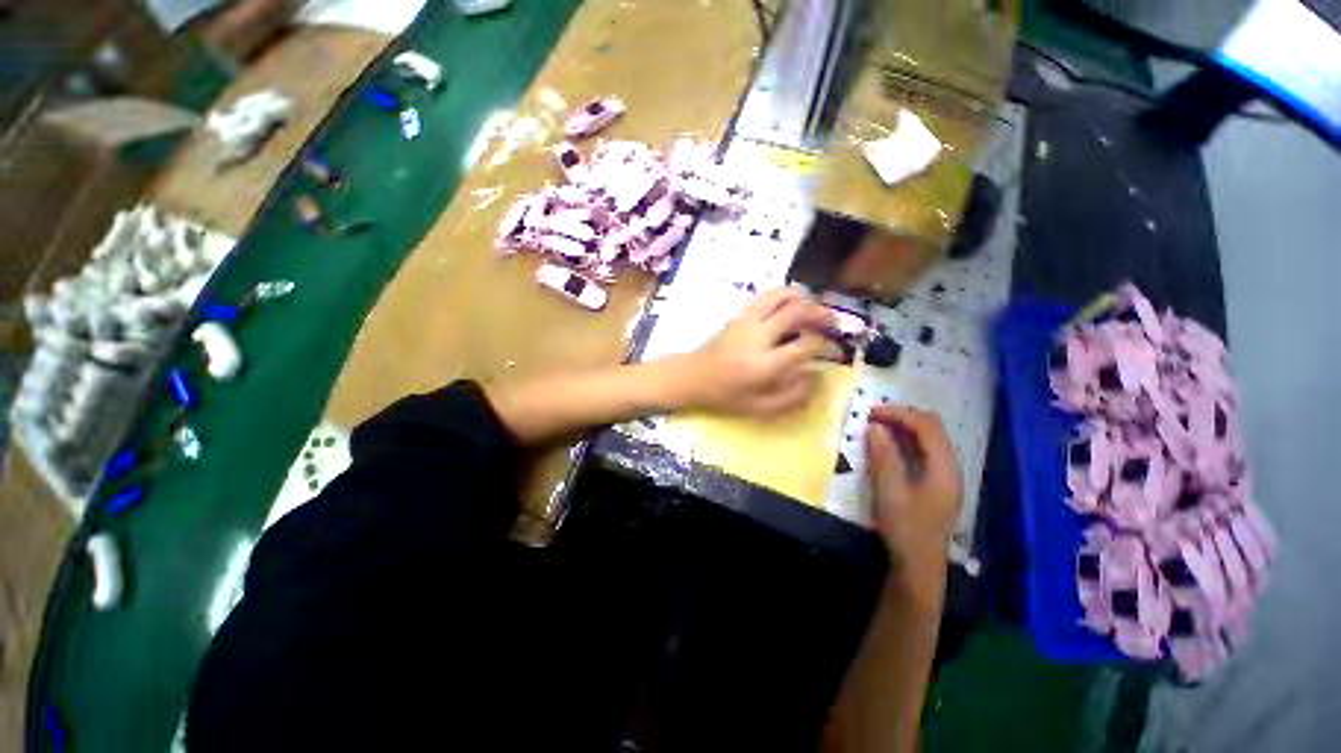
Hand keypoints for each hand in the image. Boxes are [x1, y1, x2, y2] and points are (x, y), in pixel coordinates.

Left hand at [675, 288, 842, 417]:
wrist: (693, 377)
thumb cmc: (725, 396)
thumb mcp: (760, 408)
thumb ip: (792, 396)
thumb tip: (817, 376)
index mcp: (765, 364)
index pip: (807, 345)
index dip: (828, 346)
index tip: (837, 352)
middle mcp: (759, 336)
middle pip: (798, 312)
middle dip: (823, 314)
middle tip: (834, 324)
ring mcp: (747, 321)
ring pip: (782, 296)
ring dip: (805, 298)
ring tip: (817, 309)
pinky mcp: (739, 315)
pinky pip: (766, 295)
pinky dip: (785, 294)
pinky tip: (793, 303)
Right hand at [866, 406, 961, 598]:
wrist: (919, 568)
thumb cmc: (905, 530)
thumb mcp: (889, 492)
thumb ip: (884, 457)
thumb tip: (875, 427)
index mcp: (944, 469)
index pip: (927, 427)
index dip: (899, 414)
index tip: (871, 413)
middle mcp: (950, 468)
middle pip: (932, 429)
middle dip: (902, 418)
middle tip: (872, 418)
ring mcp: (945, 478)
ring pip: (928, 440)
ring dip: (903, 429)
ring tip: (877, 428)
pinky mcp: (936, 486)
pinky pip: (923, 453)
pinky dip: (905, 443)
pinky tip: (888, 448)